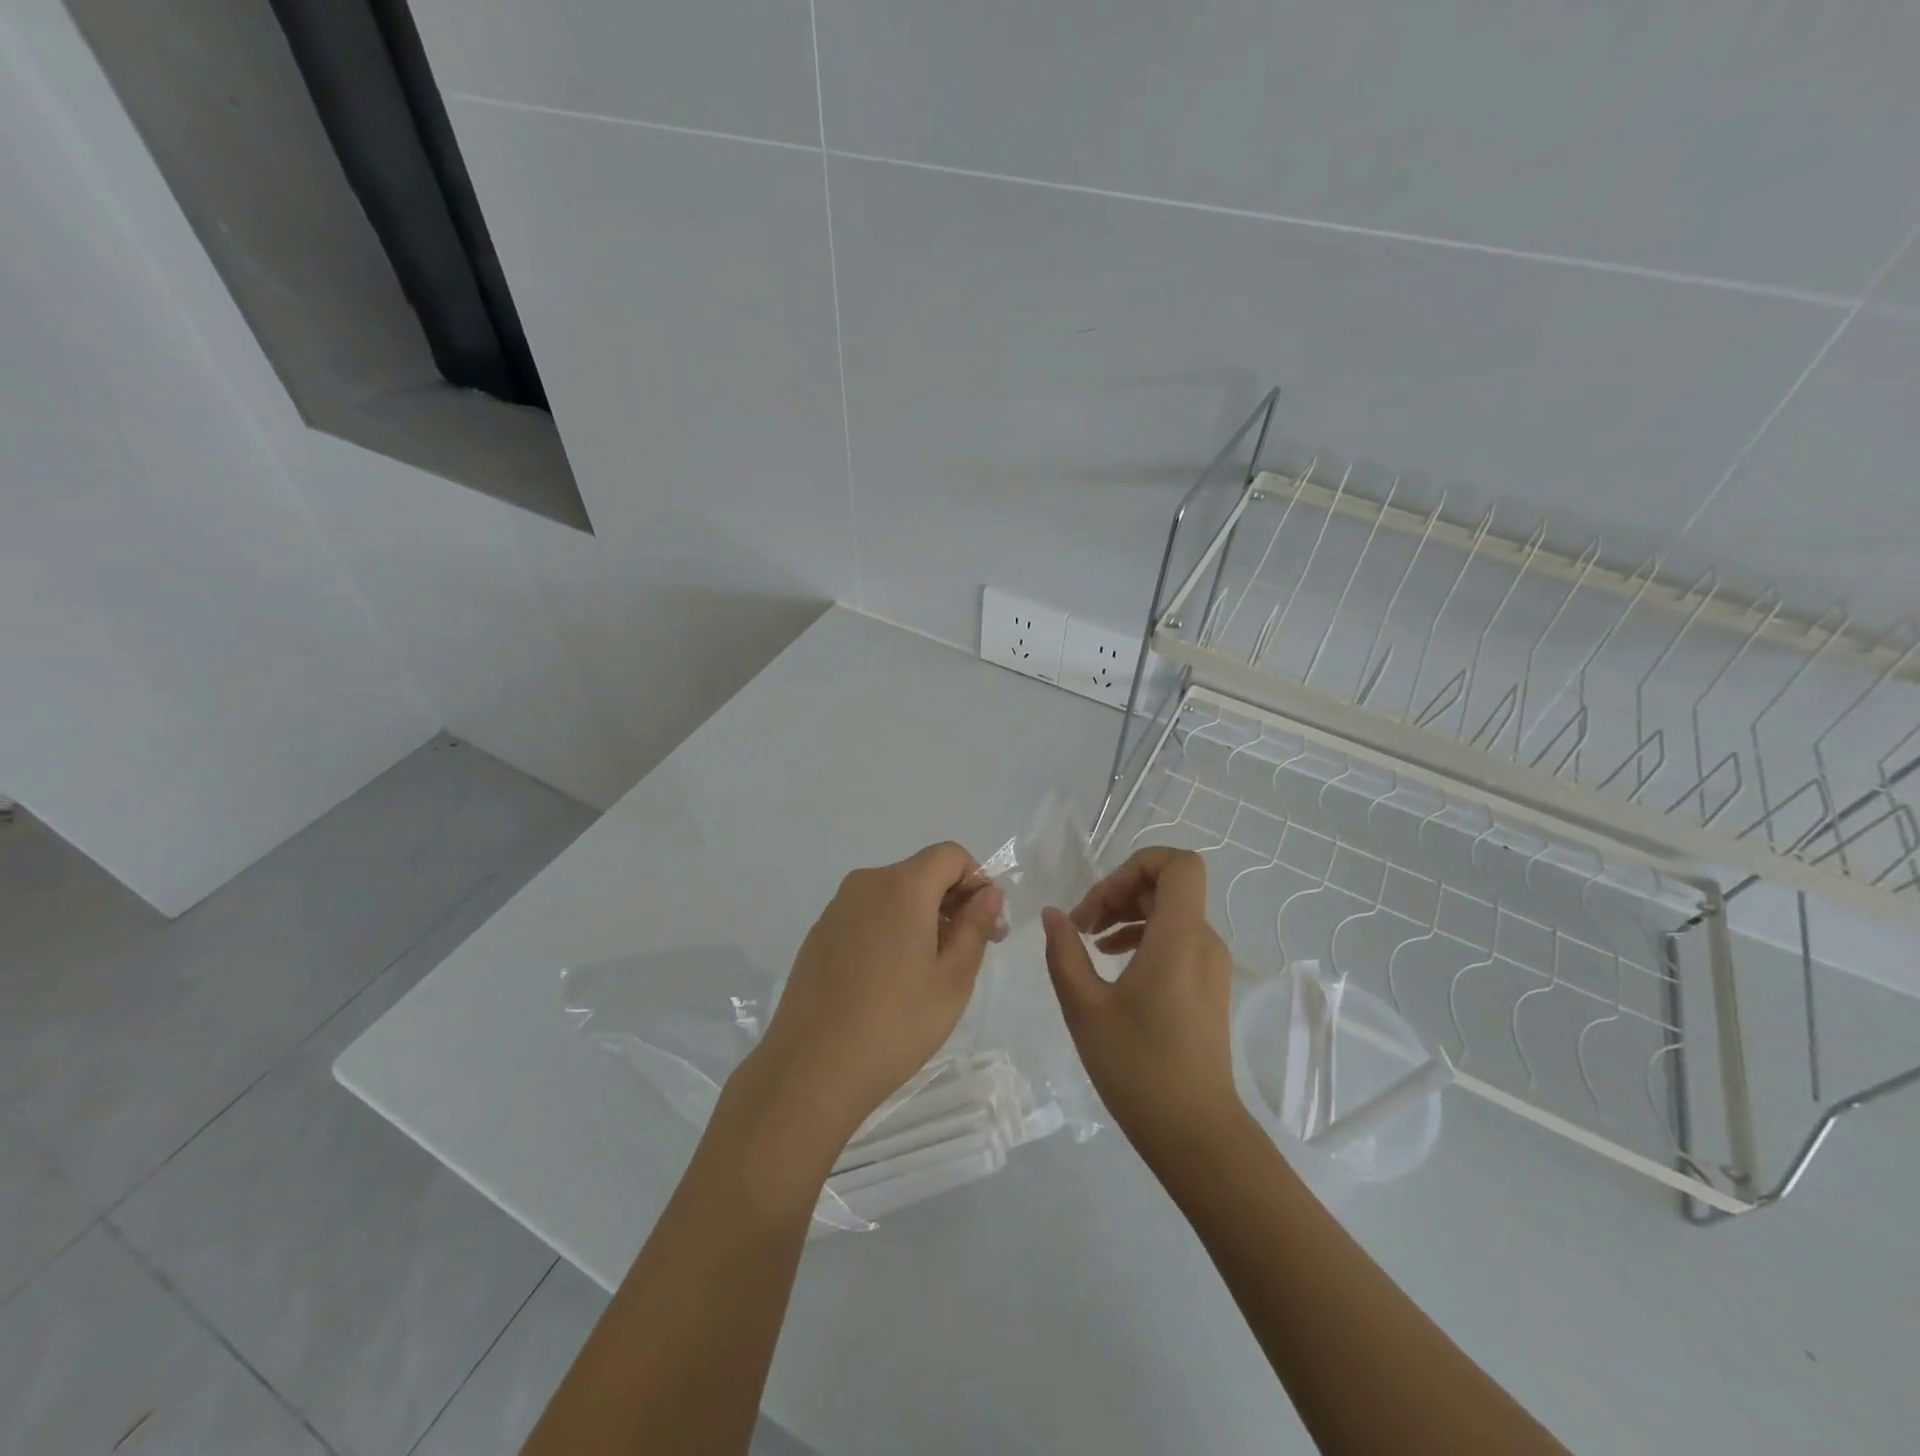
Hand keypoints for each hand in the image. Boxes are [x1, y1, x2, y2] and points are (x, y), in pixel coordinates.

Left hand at [743, 842, 1004, 1147]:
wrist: (810, 1070)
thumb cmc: (895, 1024)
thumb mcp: (953, 979)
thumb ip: (975, 926)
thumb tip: (988, 893)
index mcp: (902, 886)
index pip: (950, 855)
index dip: (977, 881)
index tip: (986, 927)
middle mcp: (866, 884)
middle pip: (921, 872)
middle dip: (952, 902)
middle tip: (967, 955)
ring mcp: (836, 908)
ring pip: (893, 894)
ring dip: (920, 918)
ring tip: (927, 974)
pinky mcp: (819, 933)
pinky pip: (867, 915)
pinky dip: (889, 930)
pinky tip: (888, 981)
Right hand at [1042, 848, 1246, 1164]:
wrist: (1195, 1134)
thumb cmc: (1137, 1069)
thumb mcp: (1085, 1008)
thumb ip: (1065, 952)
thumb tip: (1053, 914)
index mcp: (1179, 938)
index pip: (1178, 864)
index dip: (1136, 864)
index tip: (1099, 899)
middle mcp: (1203, 941)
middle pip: (1168, 884)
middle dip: (1120, 890)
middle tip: (1082, 923)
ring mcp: (1210, 964)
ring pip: (1171, 909)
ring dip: (1128, 912)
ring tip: (1090, 941)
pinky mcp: (1208, 985)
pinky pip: (1176, 936)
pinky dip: (1143, 935)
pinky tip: (1112, 962)